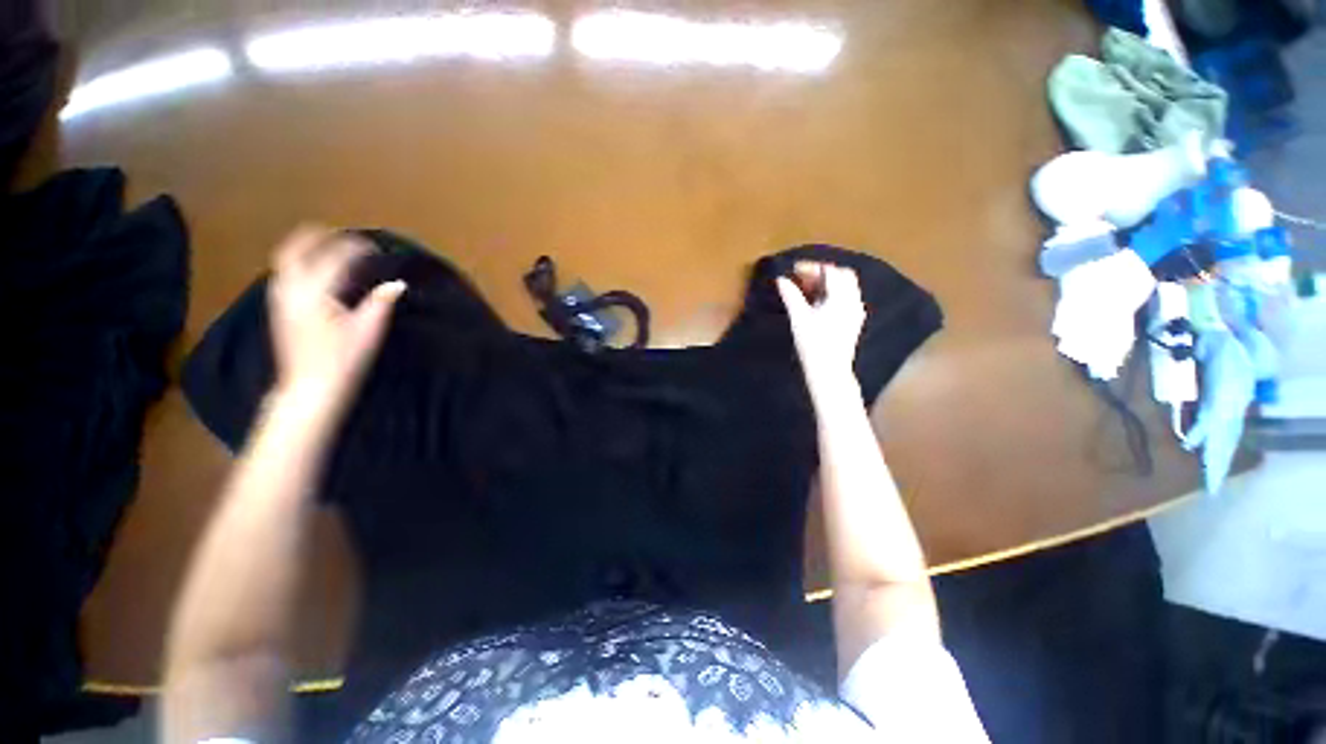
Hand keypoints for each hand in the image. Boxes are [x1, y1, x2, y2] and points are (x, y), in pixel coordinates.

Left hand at [267, 225, 404, 406]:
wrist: (309, 387)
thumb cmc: (342, 360)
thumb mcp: (367, 332)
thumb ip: (381, 303)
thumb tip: (397, 284)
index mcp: (315, 293)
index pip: (334, 258)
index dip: (354, 248)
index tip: (373, 247)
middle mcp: (291, 290)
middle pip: (294, 250)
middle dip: (315, 237)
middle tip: (336, 232)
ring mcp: (280, 299)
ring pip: (285, 261)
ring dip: (304, 249)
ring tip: (325, 246)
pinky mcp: (279, 309)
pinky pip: (284, 274)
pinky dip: (299, 264)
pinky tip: (313, 272)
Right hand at [776, 262, 864, 395]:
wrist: (829, 371)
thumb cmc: (812, 344)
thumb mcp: (799, 318)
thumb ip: (791, 296)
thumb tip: (781, 280)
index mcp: (841, 298)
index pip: (830, 271)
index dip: (811, 267)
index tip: (794, 269)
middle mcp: (853, 301)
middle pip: (842, 275)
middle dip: (822, 272)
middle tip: (802, 277)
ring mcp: (855, 312)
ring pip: (846, 287)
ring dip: (828, 283)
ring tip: (807, 289)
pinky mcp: (854, 322)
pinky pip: (846, 298)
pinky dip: (833, 294)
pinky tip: (818, 303)